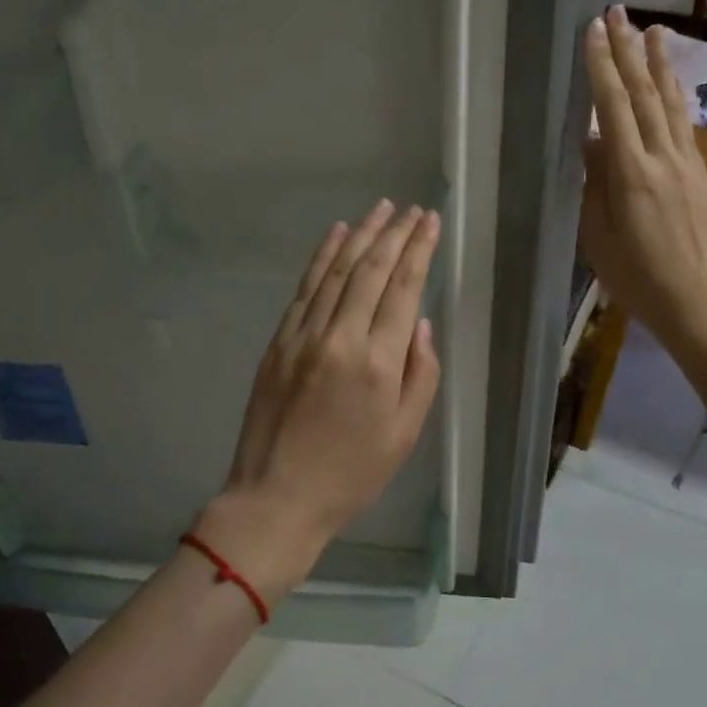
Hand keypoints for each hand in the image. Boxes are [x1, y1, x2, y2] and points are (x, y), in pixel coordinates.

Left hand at [196, 200, 442, 600]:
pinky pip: (304, 289)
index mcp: (378, 364)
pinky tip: (336, 235)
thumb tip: (420, 323)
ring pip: (336, 272)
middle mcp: (340, 338)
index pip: (403, 290)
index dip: (418, 251)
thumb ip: (420, 374)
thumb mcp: (404, 434)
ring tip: (380, 209)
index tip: (430, 222)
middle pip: (371, 271)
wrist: (277, 497)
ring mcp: (303, 336)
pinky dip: (322, 257)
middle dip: (394, 234)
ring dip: (360, 235)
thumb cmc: (351, 474)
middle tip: (411, 209)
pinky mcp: (278, 342)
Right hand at [578, 6, 706, 371]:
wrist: (700, 305)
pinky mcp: (701, 176)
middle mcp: (663, 158)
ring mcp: (687, 165)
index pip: (612, 107)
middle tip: (617, 11)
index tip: (593, 30)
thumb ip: (595, 185)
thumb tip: (592, 142)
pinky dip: (674, 97)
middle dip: (628, 50)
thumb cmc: (637, 279)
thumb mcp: (598, 237)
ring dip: (658, 64)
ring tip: (652, 29)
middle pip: (643, 94)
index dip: (602, 66)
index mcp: (631, 173)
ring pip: (670, 104)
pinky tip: (671, 84)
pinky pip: (684, 125)